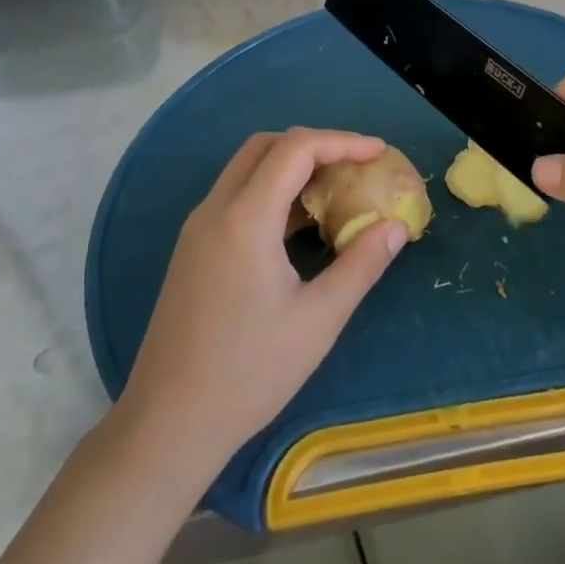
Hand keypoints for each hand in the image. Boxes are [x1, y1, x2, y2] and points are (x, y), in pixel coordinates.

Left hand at [117, 128, 409, 476]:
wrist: (169, 422)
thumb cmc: (249, 372)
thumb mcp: (318, 320)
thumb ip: (361, 265)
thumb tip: (395, 227)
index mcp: (245, 218)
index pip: (295, 148)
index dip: (342, 141)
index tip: (378, 152)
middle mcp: (215, 210)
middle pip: (265, 147)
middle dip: (315, 145)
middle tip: (355, 166)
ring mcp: (197, 229)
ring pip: (246, 169)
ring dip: (290, 167)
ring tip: (334, 190)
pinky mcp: (192, 249)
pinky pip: (235, 197)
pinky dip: (270, 191)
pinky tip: (298, 224)